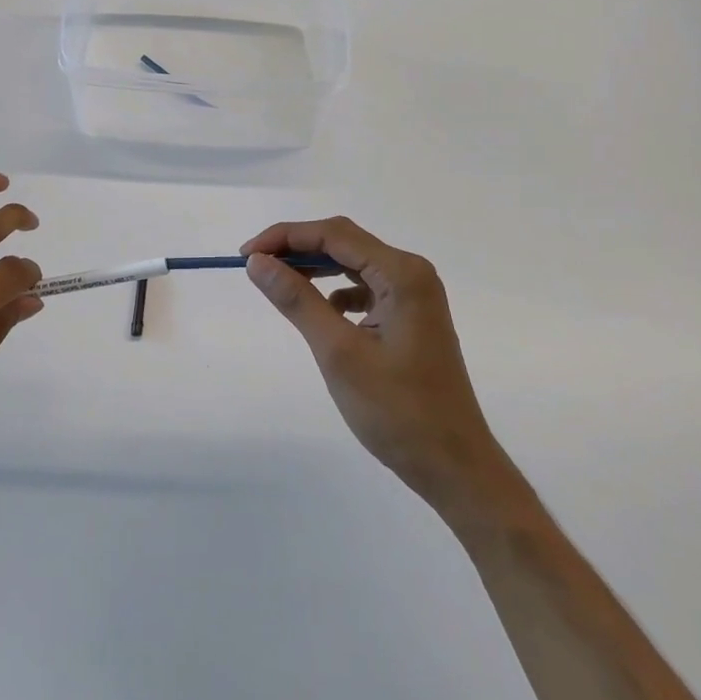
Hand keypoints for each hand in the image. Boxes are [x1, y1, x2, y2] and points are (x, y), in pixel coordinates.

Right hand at [241, 216, 495, 516]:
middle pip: (345, 242)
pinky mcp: (411, 317)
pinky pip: (366, 287)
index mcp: (402, 274)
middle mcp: (412, 273)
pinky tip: (320, 310)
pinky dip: (336, 290)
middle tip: (255, 266)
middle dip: (297, 248)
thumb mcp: (338, 352)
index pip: (334, 234)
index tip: (246, 255)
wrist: (454, 465)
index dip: (285, 237)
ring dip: (315, 268)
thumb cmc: (398, 411)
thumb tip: (258, 263)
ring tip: (277, 281)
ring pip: (354, 264)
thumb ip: (297, 300)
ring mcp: (415, 295)